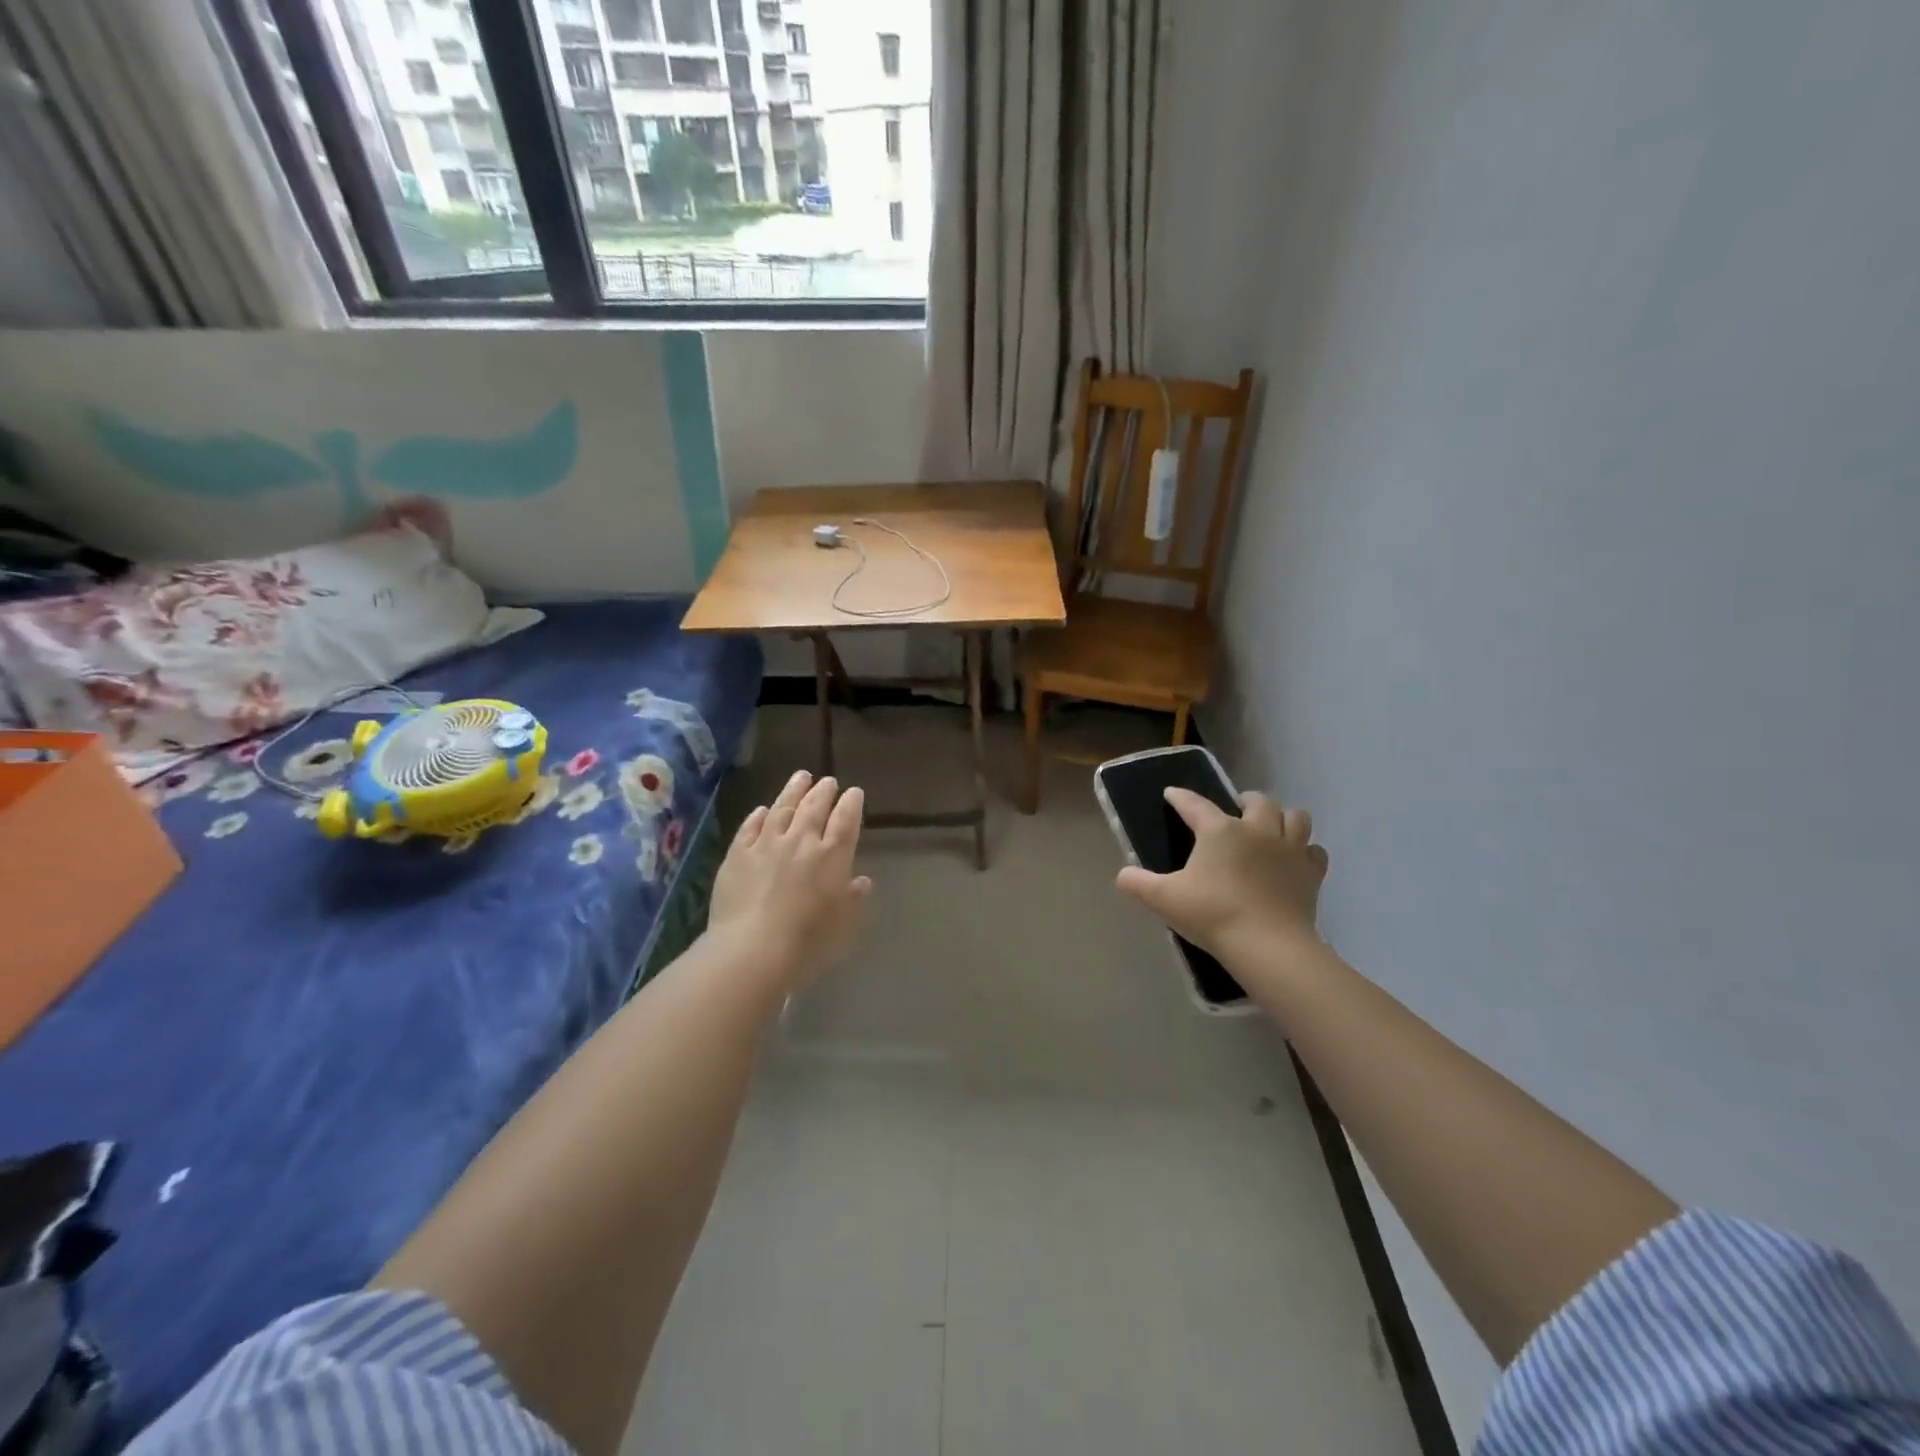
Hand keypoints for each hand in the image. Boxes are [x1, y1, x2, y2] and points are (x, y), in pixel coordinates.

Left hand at [708, 770, 871, 990]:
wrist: (752, 949)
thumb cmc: (807, 941)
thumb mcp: (843, 925)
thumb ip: (853, 899)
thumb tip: (861, 881)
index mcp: (832, 856)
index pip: (846, 820)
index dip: (851, 803)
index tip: (854, 792)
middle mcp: (801, 841)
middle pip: (814, 807)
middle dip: (824, 791)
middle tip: (828, 781)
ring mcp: (767, 844)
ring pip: (782, 808)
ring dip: (793, 791)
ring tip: (801, 777)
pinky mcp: (737, 855)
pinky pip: (750, 827)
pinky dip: (758, 815)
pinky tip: (762, 809)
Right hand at [1116, 789, 1327, 968]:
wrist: (1268, 946)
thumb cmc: (1213, 915)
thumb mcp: (1164, 899)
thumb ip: (1138, 884)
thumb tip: (1122, 875)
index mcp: (1220, 830)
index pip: (1195, 804)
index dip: (1181, 797)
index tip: (1172, 794)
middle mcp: (1257, 830)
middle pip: (1258, 801)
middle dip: (1246, 801)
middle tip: (1235, 813)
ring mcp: (1290, 849)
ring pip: (1296, 817)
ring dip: (1282, 818)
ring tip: (1270, 830)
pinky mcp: (1312, 873)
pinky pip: (1314, 851)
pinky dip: (1304, 851)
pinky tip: (1294, 861)